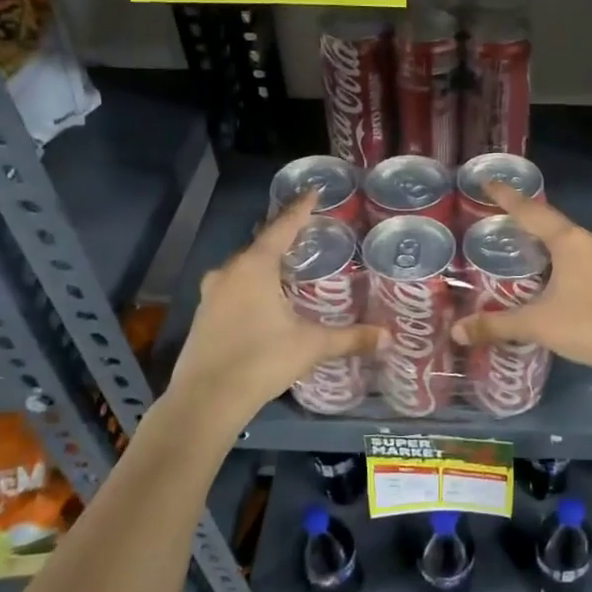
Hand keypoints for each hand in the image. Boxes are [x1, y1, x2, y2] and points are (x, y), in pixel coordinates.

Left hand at [167, 193, 379, 422]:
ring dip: (266, 264)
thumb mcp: (311, 346)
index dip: (300, 208)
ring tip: (290, 267)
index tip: (313, 191)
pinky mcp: (203, 314)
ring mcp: (211, 293)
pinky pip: (233, 287)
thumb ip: (350, 338)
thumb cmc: (261, 360)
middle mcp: (229, 272)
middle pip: (260, 244)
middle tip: (308, 234)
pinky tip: (266, 300)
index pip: (282, 227)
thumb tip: (388, 337)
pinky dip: (252, 285)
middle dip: (283, 237)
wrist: (206, 399)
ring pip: (244, 267)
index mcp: (255, 267)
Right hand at [450, 183, 591, 377]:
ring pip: (574, 243)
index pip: (532, 212)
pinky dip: (568, 262)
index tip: (490, 183)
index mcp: (570, 242)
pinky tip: (559, 277)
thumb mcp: (536, 325)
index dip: (508, 198)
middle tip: (506, 222)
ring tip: (530, 251)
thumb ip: (496, 325)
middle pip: (555, 224)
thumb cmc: (586, 326)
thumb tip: (456, 331)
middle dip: (530, 222)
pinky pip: (588, 260)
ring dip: (552, 244)